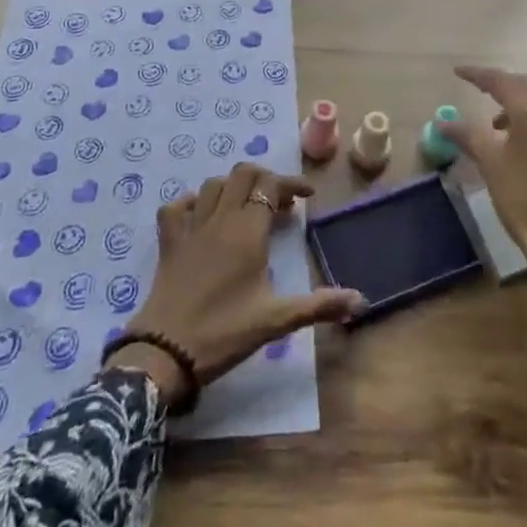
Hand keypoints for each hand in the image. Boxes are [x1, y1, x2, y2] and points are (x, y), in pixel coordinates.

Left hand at [111, 163, 363, 402]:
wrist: (166, 352)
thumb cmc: (225, 332)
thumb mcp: (276, 320)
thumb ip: (318, 306)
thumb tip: (360, 301)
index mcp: (248, 231)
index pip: (271, 185)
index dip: (291, 184)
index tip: (307, 196)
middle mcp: (220, 219)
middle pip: (242, 174)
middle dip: (264, 179)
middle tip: (279, 204)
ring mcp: (191, 227)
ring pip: (213, 185)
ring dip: (233, 187)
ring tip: (247, 207)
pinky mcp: (169, 242)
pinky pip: (176, 207)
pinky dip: (191, 203)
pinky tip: (202, 216)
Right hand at [442, 67, 526, 333]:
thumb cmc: (526, 202)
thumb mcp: (491, 165)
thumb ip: (467, 135)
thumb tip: (443, 121)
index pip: (501, 81)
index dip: (477, 74)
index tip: (458, 71)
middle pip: (526, 85)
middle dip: (502, 83)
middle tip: (479, 89)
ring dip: (519, 103)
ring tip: (497, 123)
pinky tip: (523, 143)